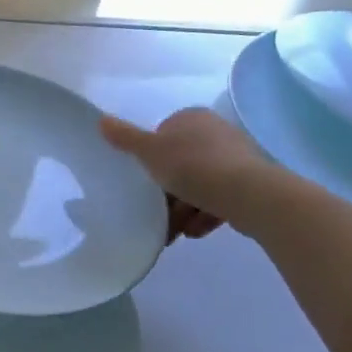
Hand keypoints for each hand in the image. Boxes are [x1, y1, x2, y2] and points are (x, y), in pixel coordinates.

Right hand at [99, 107, 266, 243]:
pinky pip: (220, 198)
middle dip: (169, 191)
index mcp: (193, 119)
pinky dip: (205, 214)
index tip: (146, 180)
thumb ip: (125, 138)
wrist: (248, 194)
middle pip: (182, 163)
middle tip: (156, 212)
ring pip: (200, 184)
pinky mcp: (250, 183)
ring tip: (174, 231)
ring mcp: (236, 158)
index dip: (152, 159)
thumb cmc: (192, 167)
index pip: (164, 135)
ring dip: (185, 208)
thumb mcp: (150, 152)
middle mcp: (216, 133)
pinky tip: (195, 232)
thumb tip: (101, 120)